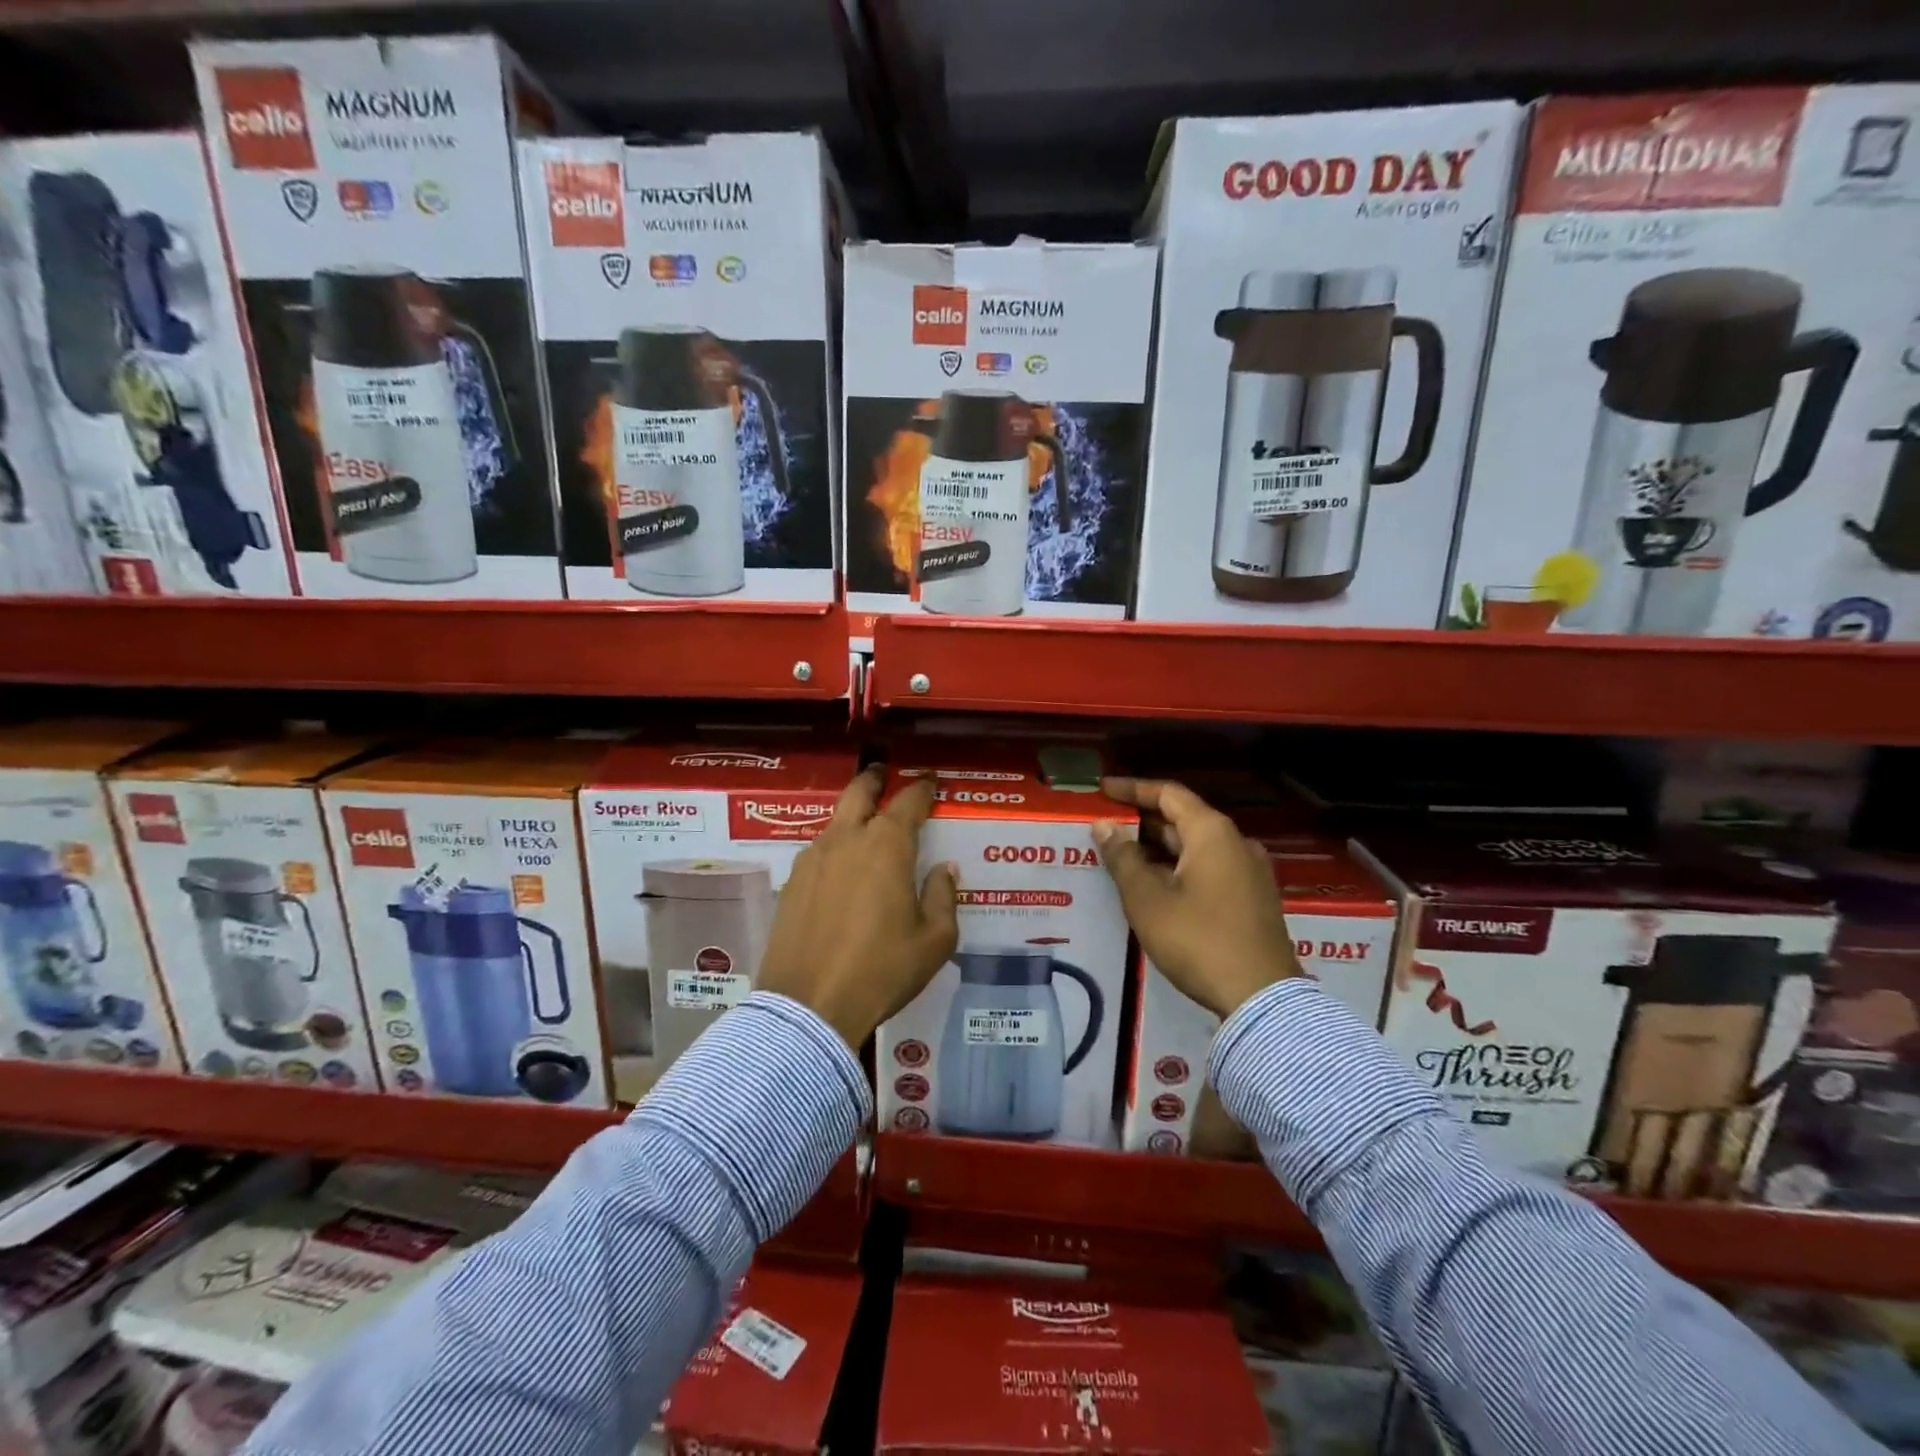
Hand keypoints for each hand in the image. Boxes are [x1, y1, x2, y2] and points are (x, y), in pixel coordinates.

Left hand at [756, 768, 959, 1048]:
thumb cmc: (882, 971)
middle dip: (874, 778)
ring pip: (835, 822)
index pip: (909, 801)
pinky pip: (819, 852)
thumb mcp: (934, 940)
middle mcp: (847, 840)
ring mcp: (813, 860)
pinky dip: (835, 848)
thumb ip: (943, 896)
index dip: (922, 788)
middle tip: (884, 774)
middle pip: (858, 792)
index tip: (931, 781)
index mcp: (886, 847)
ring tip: (866, 828)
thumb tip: (942, 870)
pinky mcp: (791, 883)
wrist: (810, 1007)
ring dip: (852, 816)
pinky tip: (842, 870)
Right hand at [1093, 778, 1299, 1019]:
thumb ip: (1122, 857)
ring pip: (1195, 847)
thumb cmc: (1197, 939)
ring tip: (1120, 857)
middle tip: (1104, 827)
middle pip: (1183, 819)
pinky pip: (1209, 868)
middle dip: (1142, 821)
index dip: (1132, 789)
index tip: (1103, 791)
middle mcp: (1236, 843)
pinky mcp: (1252, 899)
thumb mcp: (1147, 898)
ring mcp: (1249, 872)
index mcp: (1212, 832)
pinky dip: (1178, 868)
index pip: (1168, 793)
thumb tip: (1103, 826)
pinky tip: (1153, 886)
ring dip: (1158, 848)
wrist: (1260, 998)